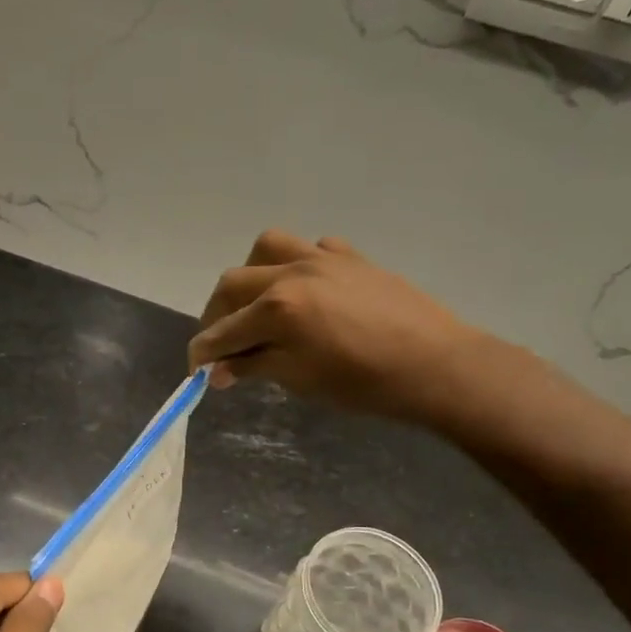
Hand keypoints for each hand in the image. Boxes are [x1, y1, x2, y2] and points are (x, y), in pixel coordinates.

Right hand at [187, 230, 479, 420]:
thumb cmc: (365, 383)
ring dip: (251, 274)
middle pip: (233, 283)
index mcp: (277, 308)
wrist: (435, 365)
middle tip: (222, 342)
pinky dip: (298, 265)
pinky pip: (312, 248)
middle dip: (218, 314)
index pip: (222, 331)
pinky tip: (307, 289)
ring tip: (257, 302)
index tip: (195, 370)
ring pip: (267, 248)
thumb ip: (256, 367)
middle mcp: (292, 273)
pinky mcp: (351, 256)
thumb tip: (220, 370)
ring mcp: (323, 258)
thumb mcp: (301, 380)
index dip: (202, 352)